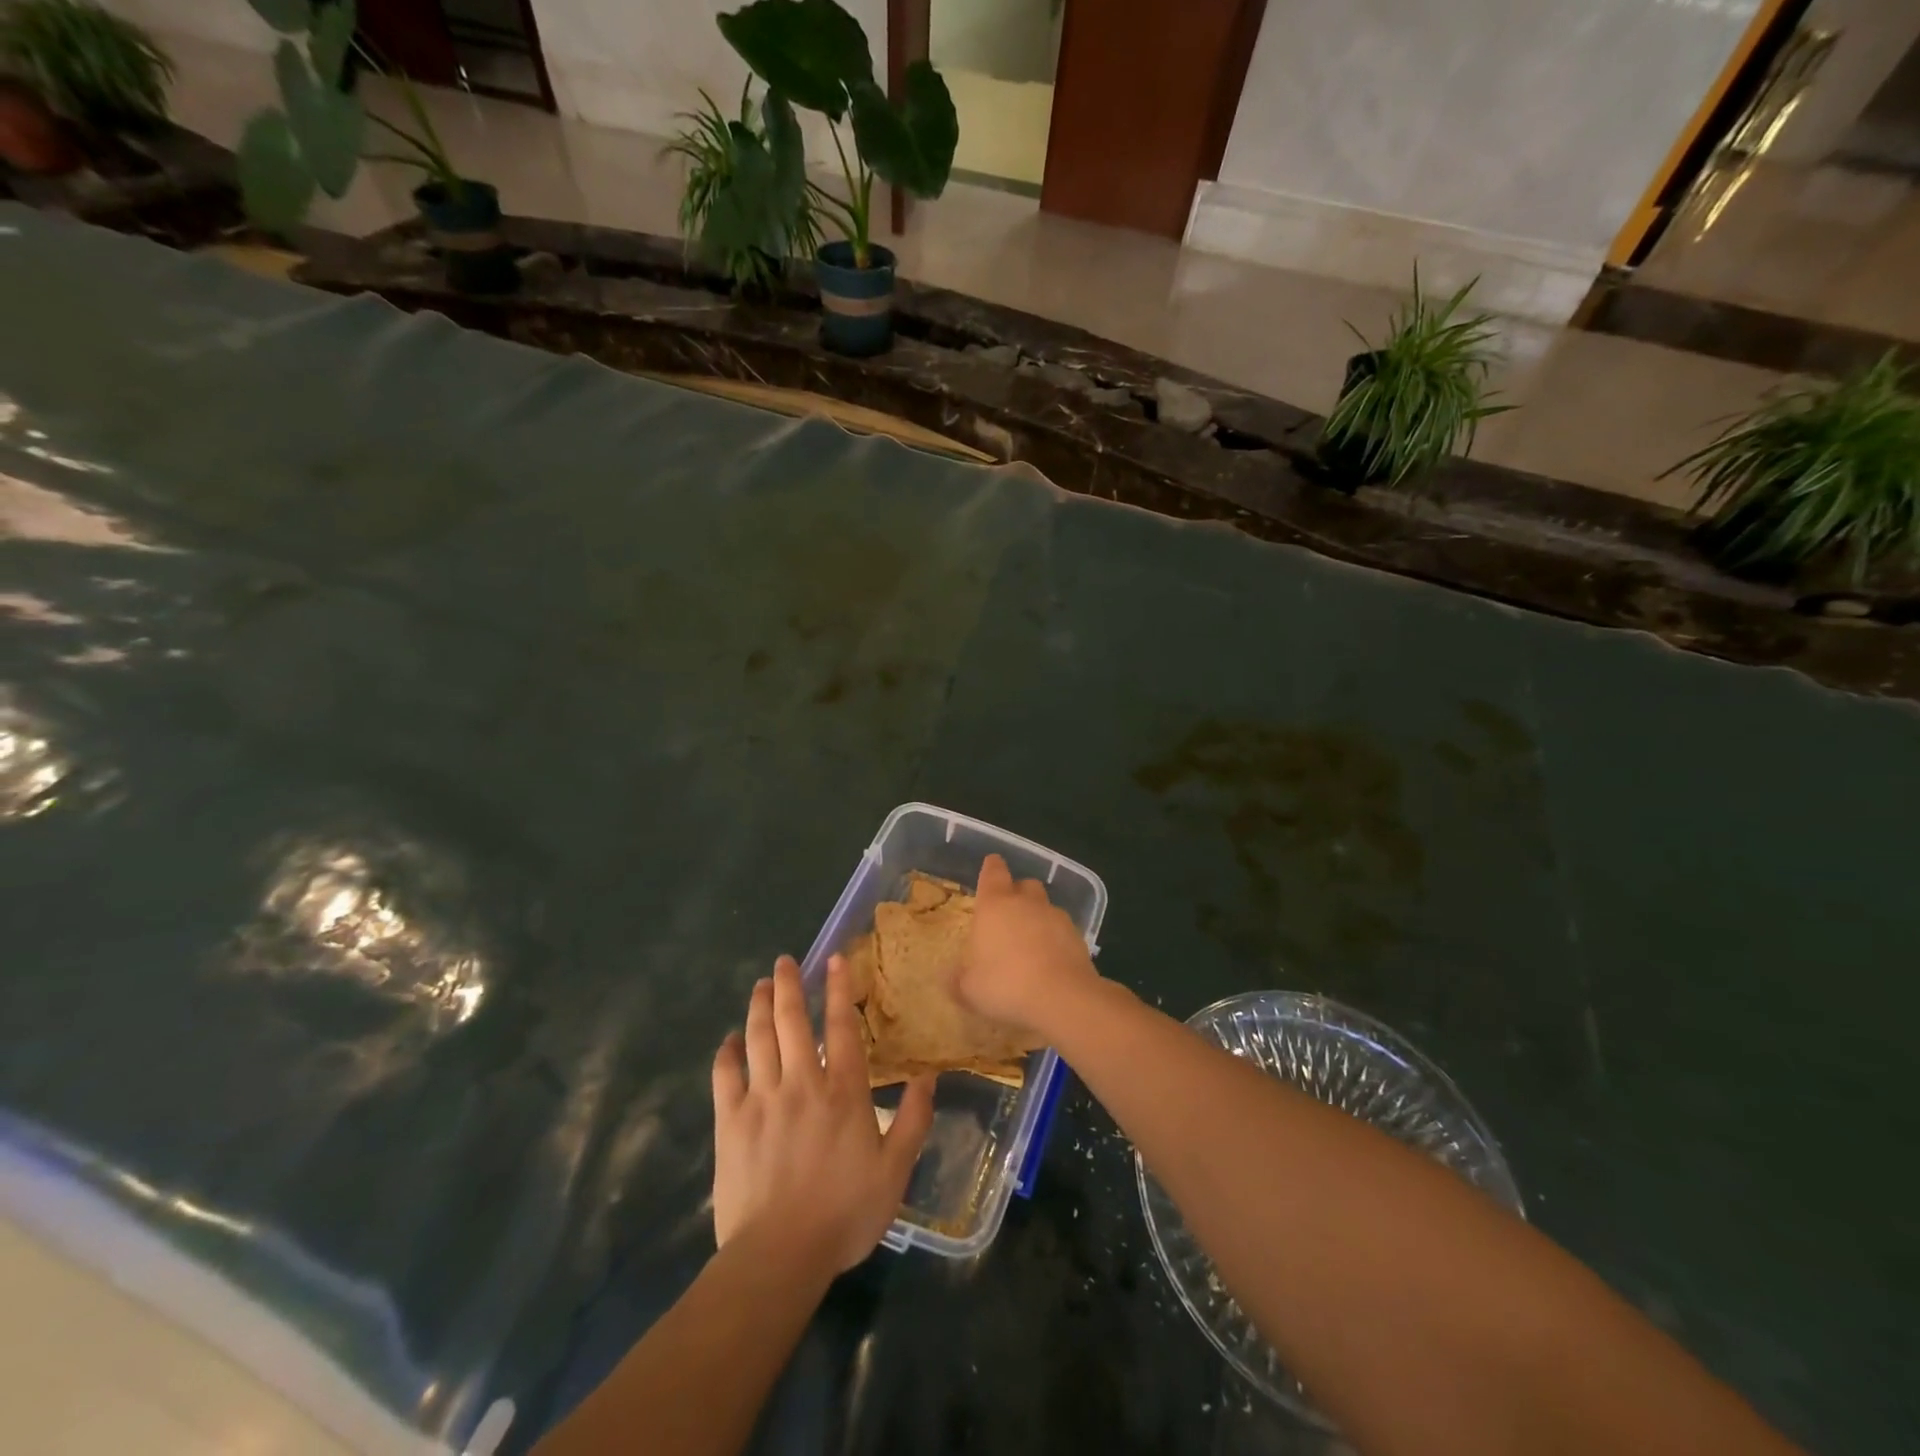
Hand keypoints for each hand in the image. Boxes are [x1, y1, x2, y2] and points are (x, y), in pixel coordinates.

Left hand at [711, 955, 934, 1273]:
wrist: (779, 1255)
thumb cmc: (844, 1213)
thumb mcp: (895, 1170)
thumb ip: (914, 1119)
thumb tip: (928, 1075)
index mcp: (843, 1091)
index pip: (841, 1027)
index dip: (839, 990)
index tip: (834, 959)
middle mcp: (801, 1082)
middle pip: (792, 1021)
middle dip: (789, 985)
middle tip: (784, 961)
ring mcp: (761, 1099)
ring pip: (758, 1038)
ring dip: (759, 1007)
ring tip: (761, 985)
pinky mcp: (730, 1122)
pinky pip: (724, 1076)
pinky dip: (726, 1053)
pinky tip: (729, 1041)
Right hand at [954, 854, 1102, 1038]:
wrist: (1063, 998)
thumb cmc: (1006, 985)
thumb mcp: (970, 990)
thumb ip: (958, 980)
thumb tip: (950, 977)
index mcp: (995, 905)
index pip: (993, 872)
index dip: (992, 868)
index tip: (991, 864)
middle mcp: (1027, 903)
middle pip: (1025, 885)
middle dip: (1017, 893)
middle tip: (1008, 913)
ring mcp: (1056, 917)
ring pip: (1046, 907)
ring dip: (1038, 918)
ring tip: (1030, 943)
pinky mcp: (1078, 937)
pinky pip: (1063, 930)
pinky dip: (1056, 939)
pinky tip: (1050, 962)